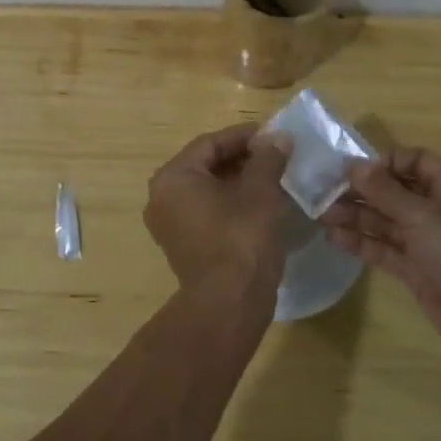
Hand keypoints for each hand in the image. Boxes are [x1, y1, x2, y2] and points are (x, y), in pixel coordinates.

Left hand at [144, 124, 293, 293]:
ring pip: (206, 189)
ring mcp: (169, 224)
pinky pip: (205, 211)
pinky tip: (259, 204)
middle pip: (205, 165)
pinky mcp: (182, 245)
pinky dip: (229, 202)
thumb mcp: (260, 192)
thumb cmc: (241, 238)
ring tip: (272, 178)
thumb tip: (279, 138)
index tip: (274, 136)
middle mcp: (162, 197)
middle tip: (275, 156)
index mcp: (173, 177)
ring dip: (237, 180)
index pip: (210, 143)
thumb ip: (267, 159)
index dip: (244, 137)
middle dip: (241, 158)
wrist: (229, 303)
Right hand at [321, 147, 440, 360]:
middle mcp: (438, 210)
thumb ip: (385, 191)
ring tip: (321, 213)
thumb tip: (354, 167)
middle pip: (394, 192)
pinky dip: (361, 242)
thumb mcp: (422, 213)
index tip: (353, 168)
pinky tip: (334, 237)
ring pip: (385, 222)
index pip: (414, 161)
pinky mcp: (416, 270)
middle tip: (324, 191)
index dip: (384, 162)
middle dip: (361, 191)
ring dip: (355, 216)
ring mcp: (426, 242)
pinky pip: (384, 249)